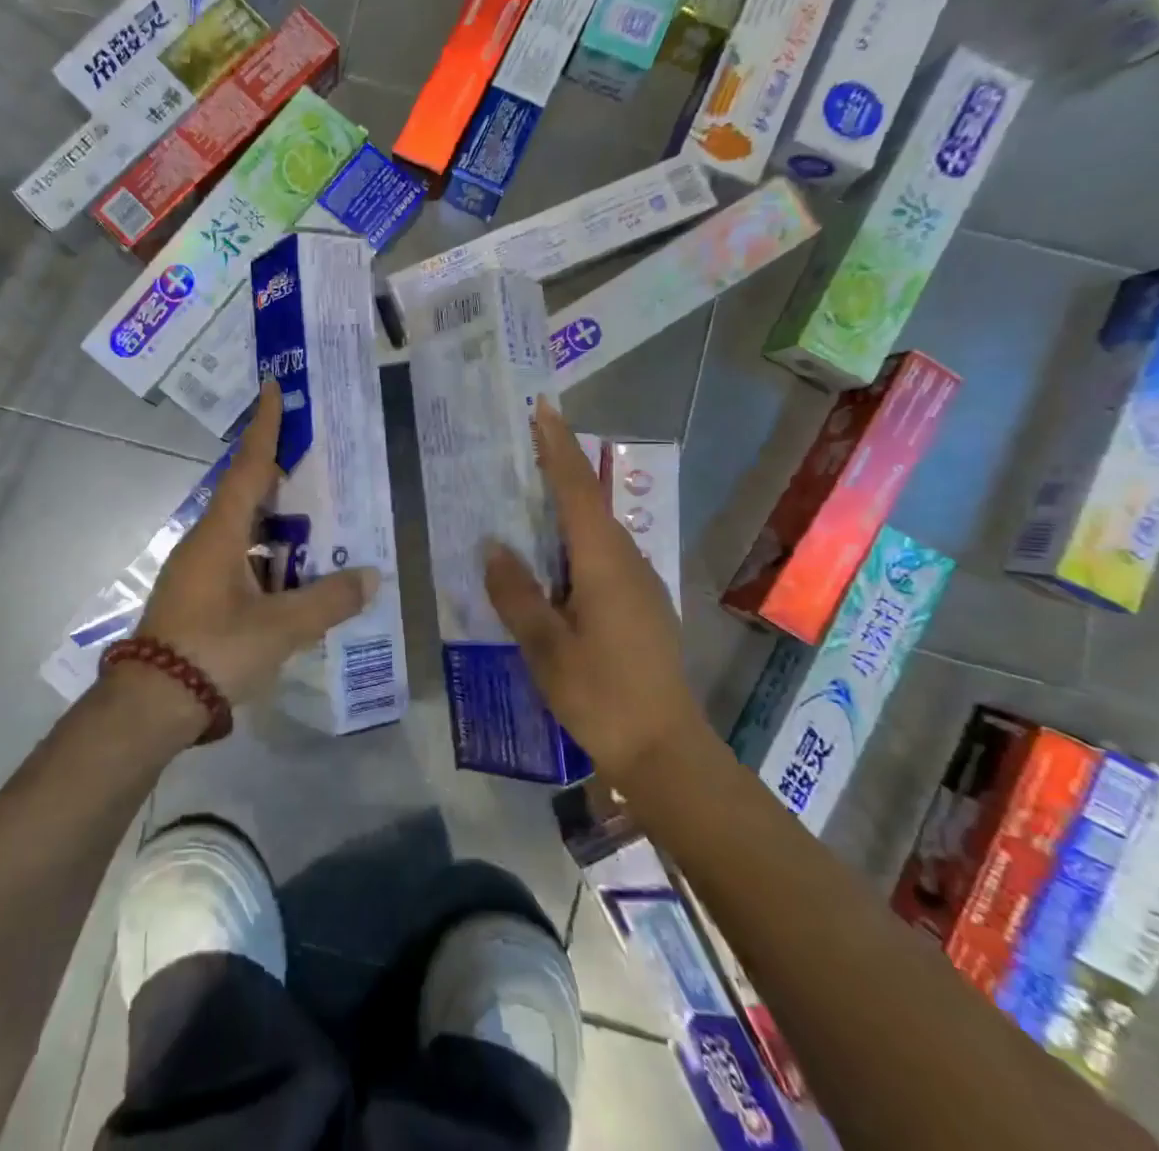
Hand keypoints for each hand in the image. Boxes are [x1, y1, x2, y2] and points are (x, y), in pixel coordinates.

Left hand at [138, 378, 378, 713]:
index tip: (271, 388)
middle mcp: (206, 542)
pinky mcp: (197, 597)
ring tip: (318, 527)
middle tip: (316, 462)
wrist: (151, 703)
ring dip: (277, 526)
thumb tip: (371, 576)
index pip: (248, 467)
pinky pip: (239, 561)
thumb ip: (328, 601)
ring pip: (244, 533)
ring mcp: (197, 570)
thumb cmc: (214, 650)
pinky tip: (294, 580)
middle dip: (279, 476)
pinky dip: (268, 559)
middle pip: (247, 495)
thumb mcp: (280, 627)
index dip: (265, 428)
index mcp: (221, 534)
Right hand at [482, 397, 698, 779]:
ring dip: (566, 505)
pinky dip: (575, 540)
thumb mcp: (545, 647)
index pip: (576, 489)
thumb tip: (492, 546)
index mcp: (604, 563)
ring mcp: (640, 583)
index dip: (557, 446)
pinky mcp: (642, 604)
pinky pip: (603, 555)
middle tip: (523, 445)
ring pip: (597, 530)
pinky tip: (553, 558)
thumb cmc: (601, 696)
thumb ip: (516, 593)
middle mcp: (627, 561)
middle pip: (589, 502)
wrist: (666, 750)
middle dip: (559, 468)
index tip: (543, 408)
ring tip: (528, 496)